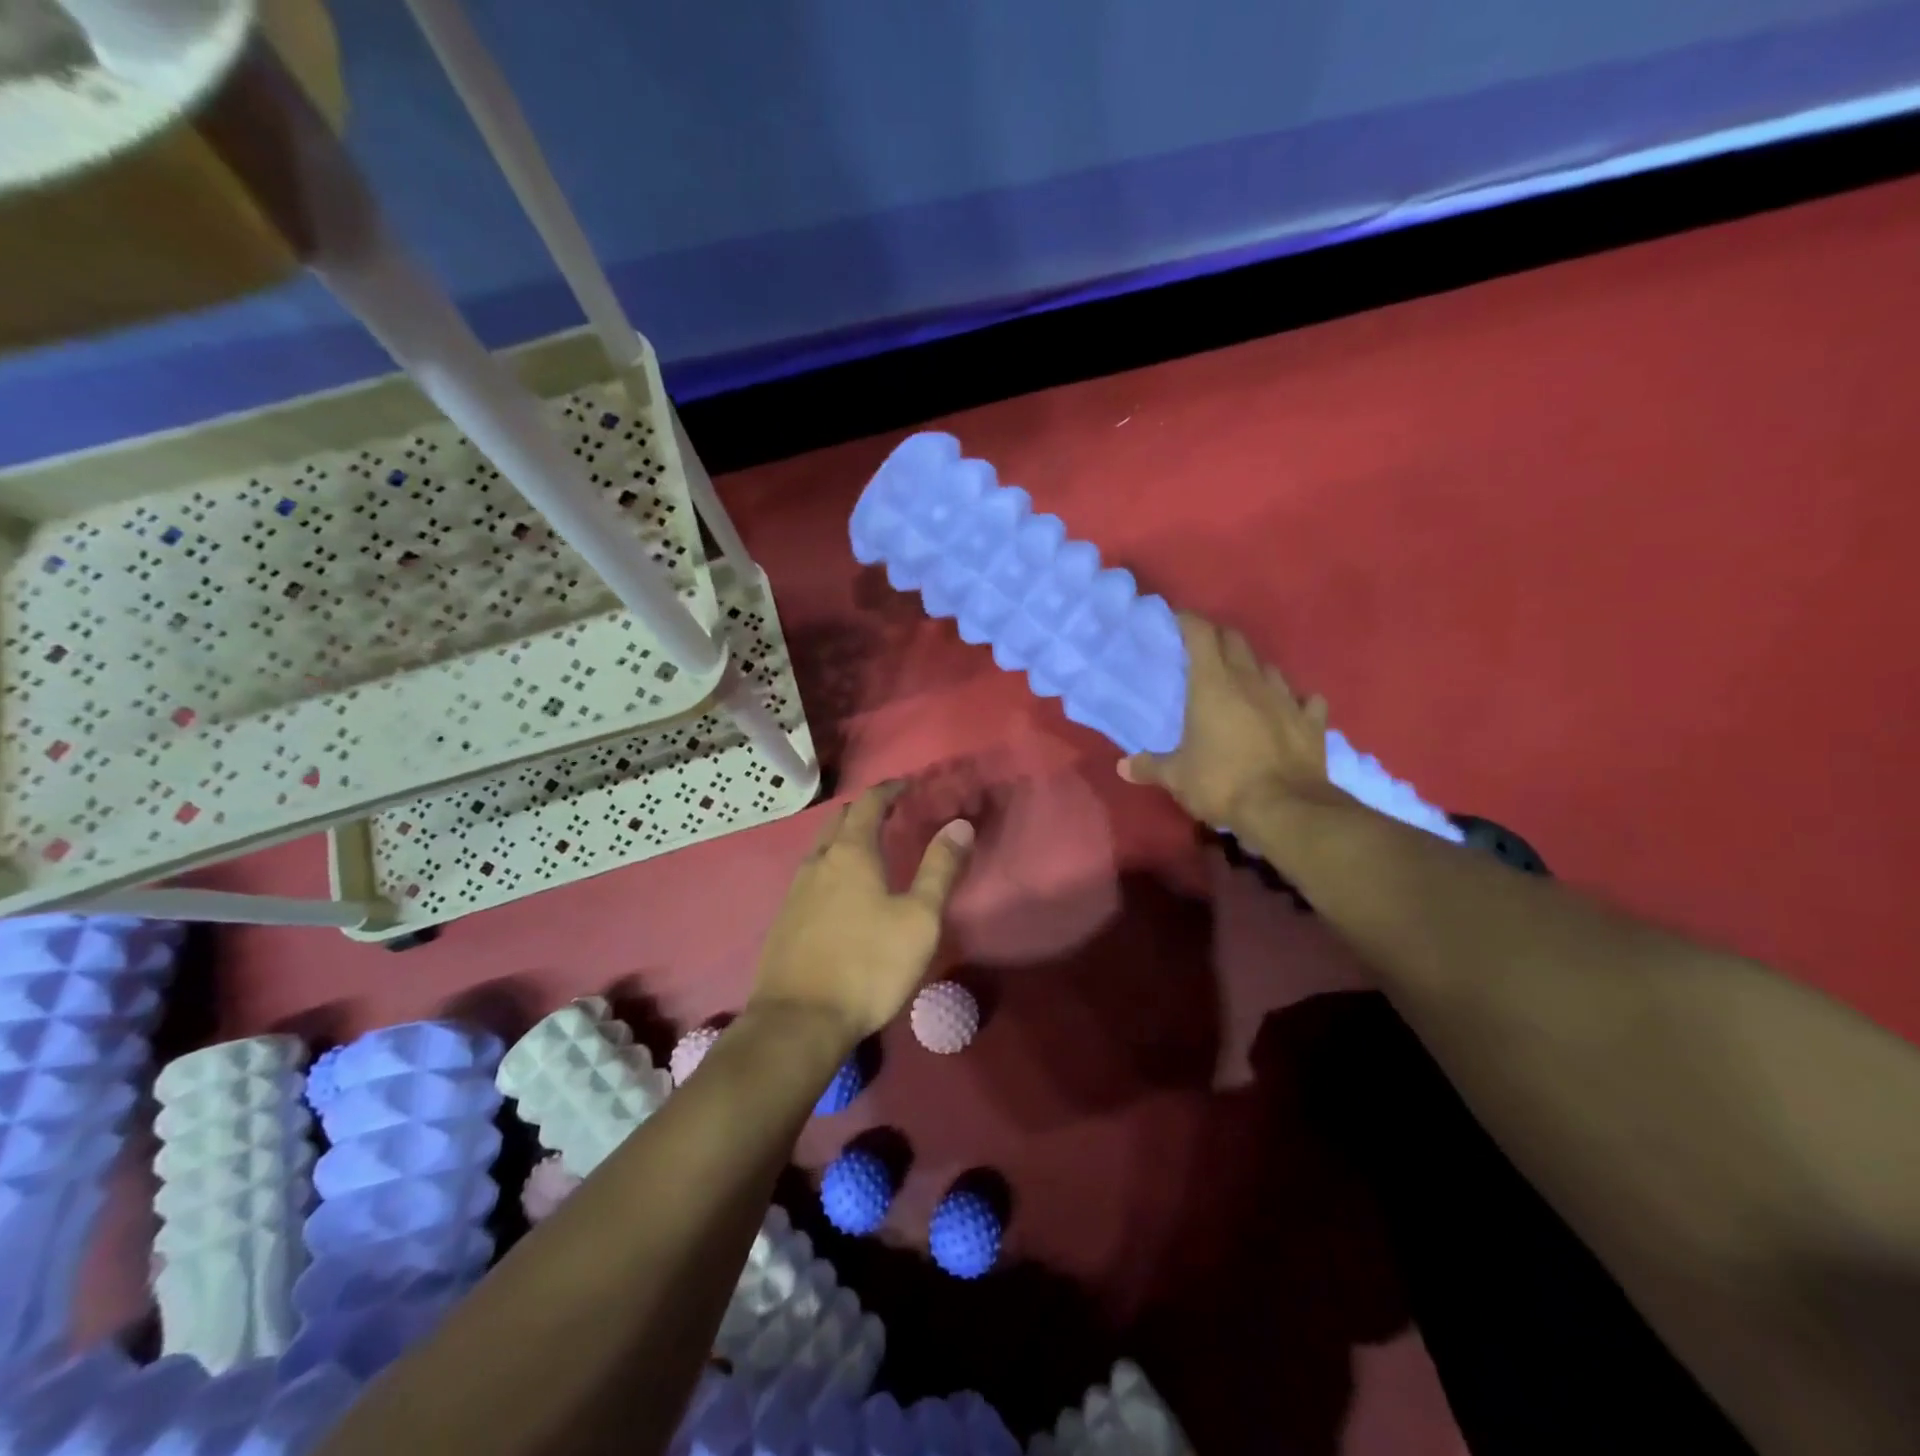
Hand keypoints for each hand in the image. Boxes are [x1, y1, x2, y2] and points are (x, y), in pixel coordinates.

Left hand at [750, 783, 973, 1042]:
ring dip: (843, 838)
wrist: (799, 1021)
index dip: (889, 789)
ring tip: (867, 849)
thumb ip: (940, 869)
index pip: (869, 803)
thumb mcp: (918, 919)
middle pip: (838, 820)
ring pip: (820, 848)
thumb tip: (960, 825)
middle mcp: (818, 862)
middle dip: (864, 810)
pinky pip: (810, 876)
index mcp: (851, 853)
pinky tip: (840, 891)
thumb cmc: (868, 965)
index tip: (906, 784)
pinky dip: (830, 866)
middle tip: (889, 813)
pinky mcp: (784, 919)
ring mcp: (795, 891)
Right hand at [1118, 612, 1341, 831]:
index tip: (1176, 619)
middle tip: (1203, 649)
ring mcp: (1286, 699)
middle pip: (1235, 641)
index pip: (1201, 634)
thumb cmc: (1222, 783)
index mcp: (1212, 685)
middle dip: (1218, 638)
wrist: (1285, 809)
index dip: (1188, 621)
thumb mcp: (1177, 778)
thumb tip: (1123, 767)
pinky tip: (1291, 708)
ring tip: (1243, 681)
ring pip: (1269, 668)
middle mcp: (1251, 681)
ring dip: (1254, 668)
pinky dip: (1297, 701)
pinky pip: (1307, 701)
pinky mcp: (1312, 722)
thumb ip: (1150, 766)